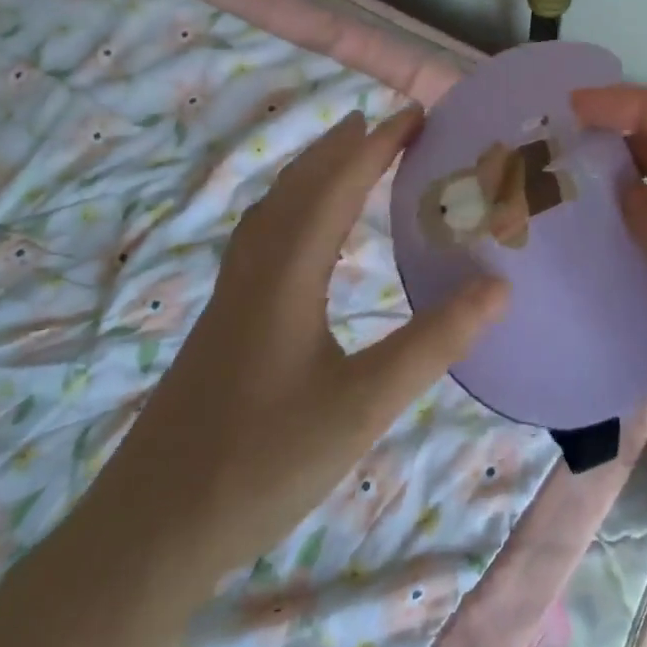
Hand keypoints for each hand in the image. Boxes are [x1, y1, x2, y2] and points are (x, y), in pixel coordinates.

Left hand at [76, 108, 508, 591]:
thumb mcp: (363, 405)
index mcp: (288, 274)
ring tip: (343, 159)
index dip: (377, 145)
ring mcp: (230, 298)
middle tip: (382, 123)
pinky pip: (261, 239)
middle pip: (299, 187)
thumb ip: (434, 342)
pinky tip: (297, 239)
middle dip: (342, 147)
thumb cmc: (262, 463)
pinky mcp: (220, 325)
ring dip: (312, 174)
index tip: (415, 113)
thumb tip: (499, 285)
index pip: (338, 186)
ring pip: (273, 211)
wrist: (147, 532)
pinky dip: (290, 210)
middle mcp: (255, 270)